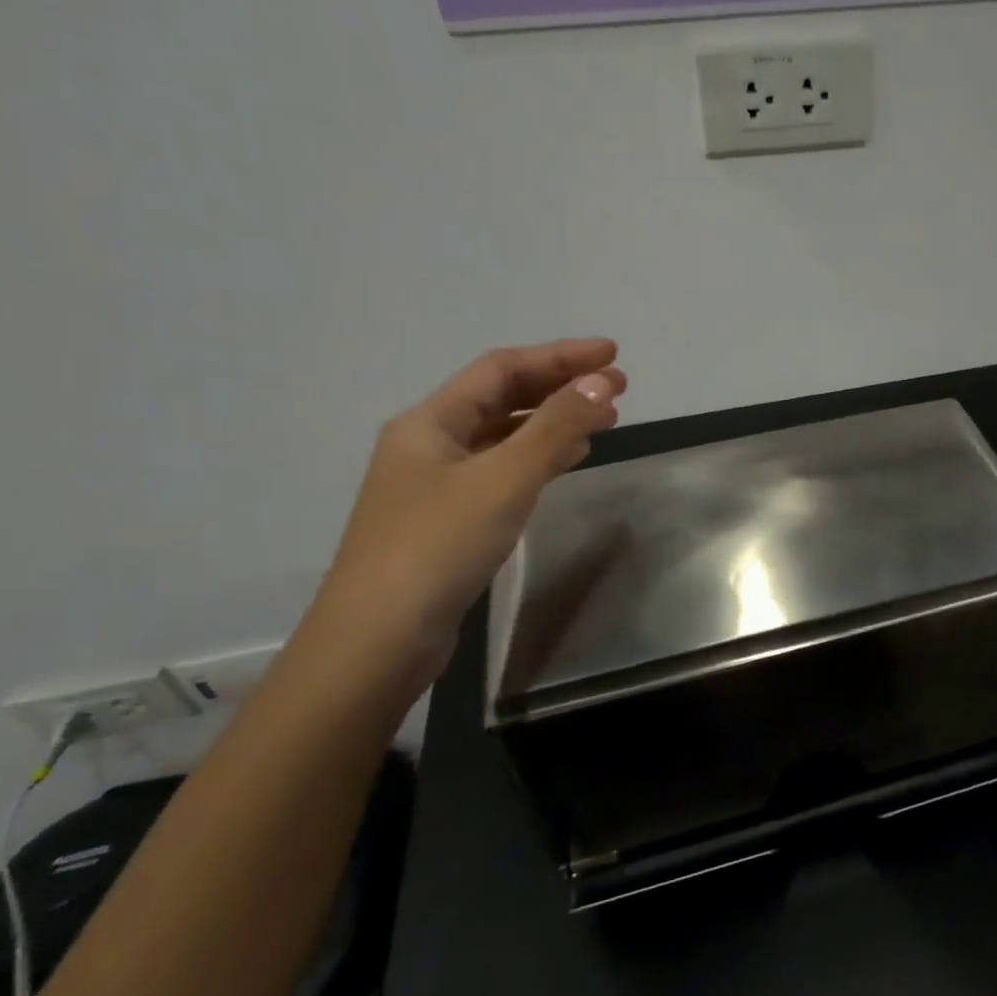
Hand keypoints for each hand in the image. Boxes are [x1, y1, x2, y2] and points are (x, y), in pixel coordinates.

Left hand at [304, 340, 625, 694]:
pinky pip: (501, 471)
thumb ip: (555, 429)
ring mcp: (436, 485)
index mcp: (430, 422)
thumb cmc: (438, 547)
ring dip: (553, 422)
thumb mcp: (504, 480)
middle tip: (617, 389)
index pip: (501, 369)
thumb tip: (602, 384)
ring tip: (604, 421)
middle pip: (501, 399)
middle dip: (560, 388)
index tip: (612, 355)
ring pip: (503, 437)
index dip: (559, 356)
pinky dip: (538, 459)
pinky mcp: (449, 521)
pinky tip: (566, 462)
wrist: (379, 640)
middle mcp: (429, 445)